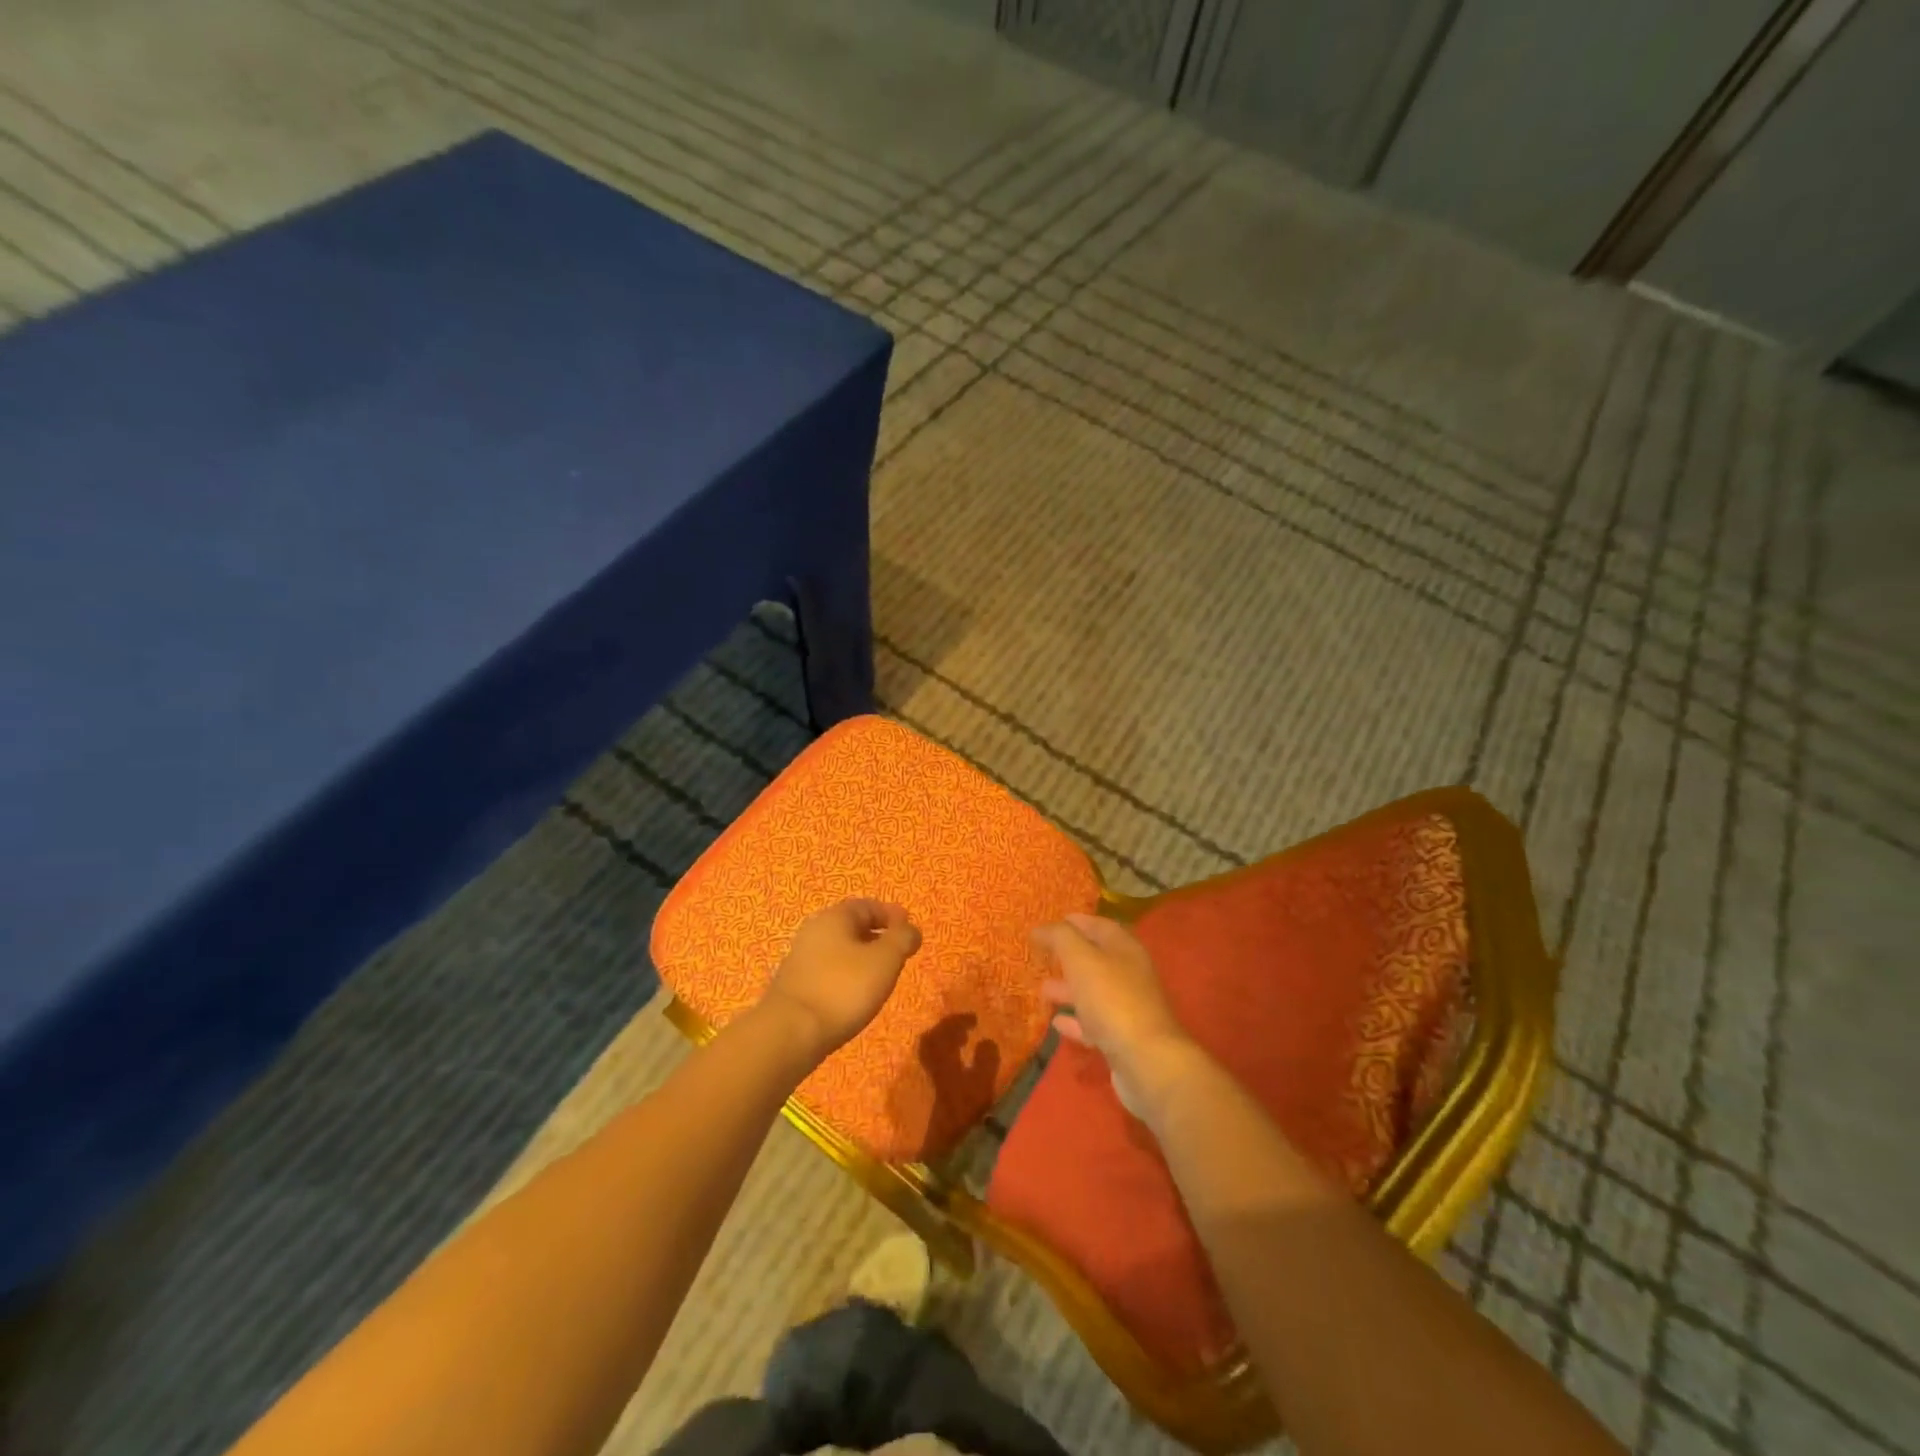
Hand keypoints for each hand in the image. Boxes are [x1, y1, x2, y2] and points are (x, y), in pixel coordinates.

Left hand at [762, 899, 922, 1060]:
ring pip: (839, 950)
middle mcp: (814, 931)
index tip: (909, 930)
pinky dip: (845, 976)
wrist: (791, 1033)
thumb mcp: (885, 960)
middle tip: (897, 954)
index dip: (891, 915)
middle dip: (877, 936)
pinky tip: (854, 996)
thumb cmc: (844, 989)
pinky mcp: (794, 985)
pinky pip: (828, 971)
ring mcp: (800, 958)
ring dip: (861, 958)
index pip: (868, 905)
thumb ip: (902, 939)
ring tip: (880, 978)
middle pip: (851, 926)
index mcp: (834, 917)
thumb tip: (911, 929)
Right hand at [1033, 913, 1204, 1118]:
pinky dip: (1076, 1020)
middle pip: (1096, 959)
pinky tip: (1057, 1023)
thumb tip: (1041, 928)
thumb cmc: (1112, 999)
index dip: (1076, 922)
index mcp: (1125, 949)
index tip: (1050, 922)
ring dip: (1069, 989)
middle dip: (1068, 956)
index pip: (1099, 925)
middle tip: (1042, 956)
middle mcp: (1130, 974)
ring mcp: (1128, 1007)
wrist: (1146, 1060)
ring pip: (1094, 991)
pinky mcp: (1123, 1038)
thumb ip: (1060, 938)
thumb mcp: (1081, 959)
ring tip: (1043, 989)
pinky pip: (1095, 1023)